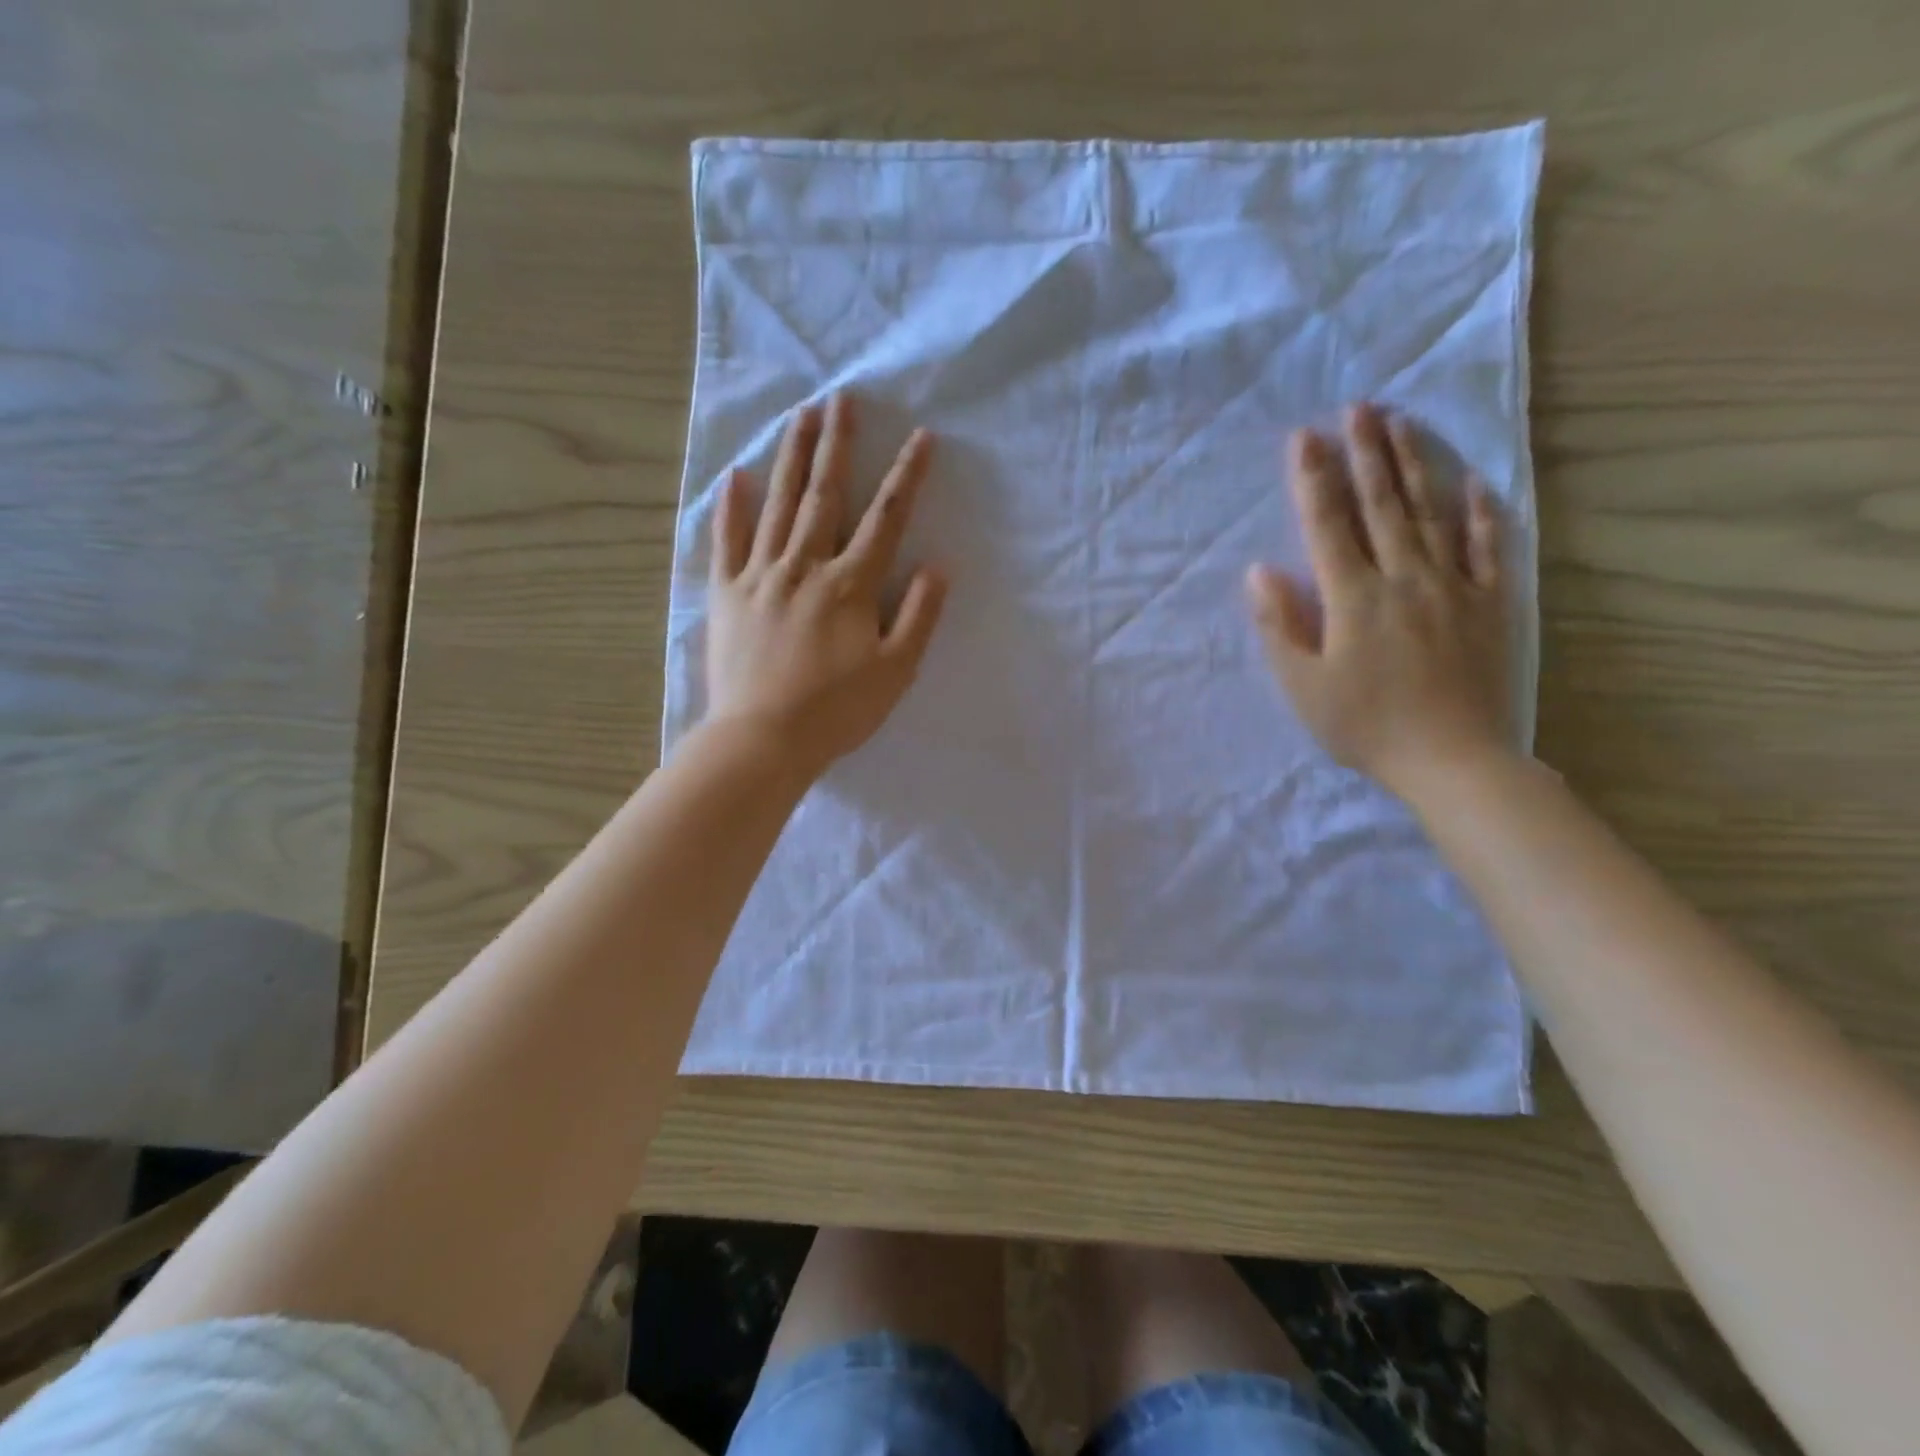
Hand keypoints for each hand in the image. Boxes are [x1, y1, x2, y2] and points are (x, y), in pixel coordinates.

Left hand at [705, 393, 947, 776]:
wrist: (763, 740)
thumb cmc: (837, 711)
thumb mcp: (896, 670)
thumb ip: (919, 616)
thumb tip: (937, 566)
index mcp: (849, 585)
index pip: (885, 519)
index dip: (906, 477)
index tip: (921, 437)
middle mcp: (804, 567)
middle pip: (824, 495)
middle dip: (836, 445)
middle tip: (840, 399)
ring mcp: (759, 577)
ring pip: (777, 505)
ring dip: (790, 458)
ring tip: (799, 416)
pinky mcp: (726, 595)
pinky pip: (727, 542)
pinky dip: (731, 508)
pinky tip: (735, 476)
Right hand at [1245, 403, 1513, 804]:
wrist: (1454, 760)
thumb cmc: (1366, 727)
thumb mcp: (1303, 686)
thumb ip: (1280, 626)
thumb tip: (1260, 572)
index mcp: (1353, 599)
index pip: (1328, 526)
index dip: (1313, 480)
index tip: (1304, 437)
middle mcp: (1403, 579)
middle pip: (1382, 505)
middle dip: (1366, 454)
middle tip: (1358, 407)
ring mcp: (1452, 588)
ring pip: (1430, 514)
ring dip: (1414, 466)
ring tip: (1401, 424)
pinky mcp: (1489, 605)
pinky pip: (1486, 549)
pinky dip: (1478, 514)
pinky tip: (1473, 485)